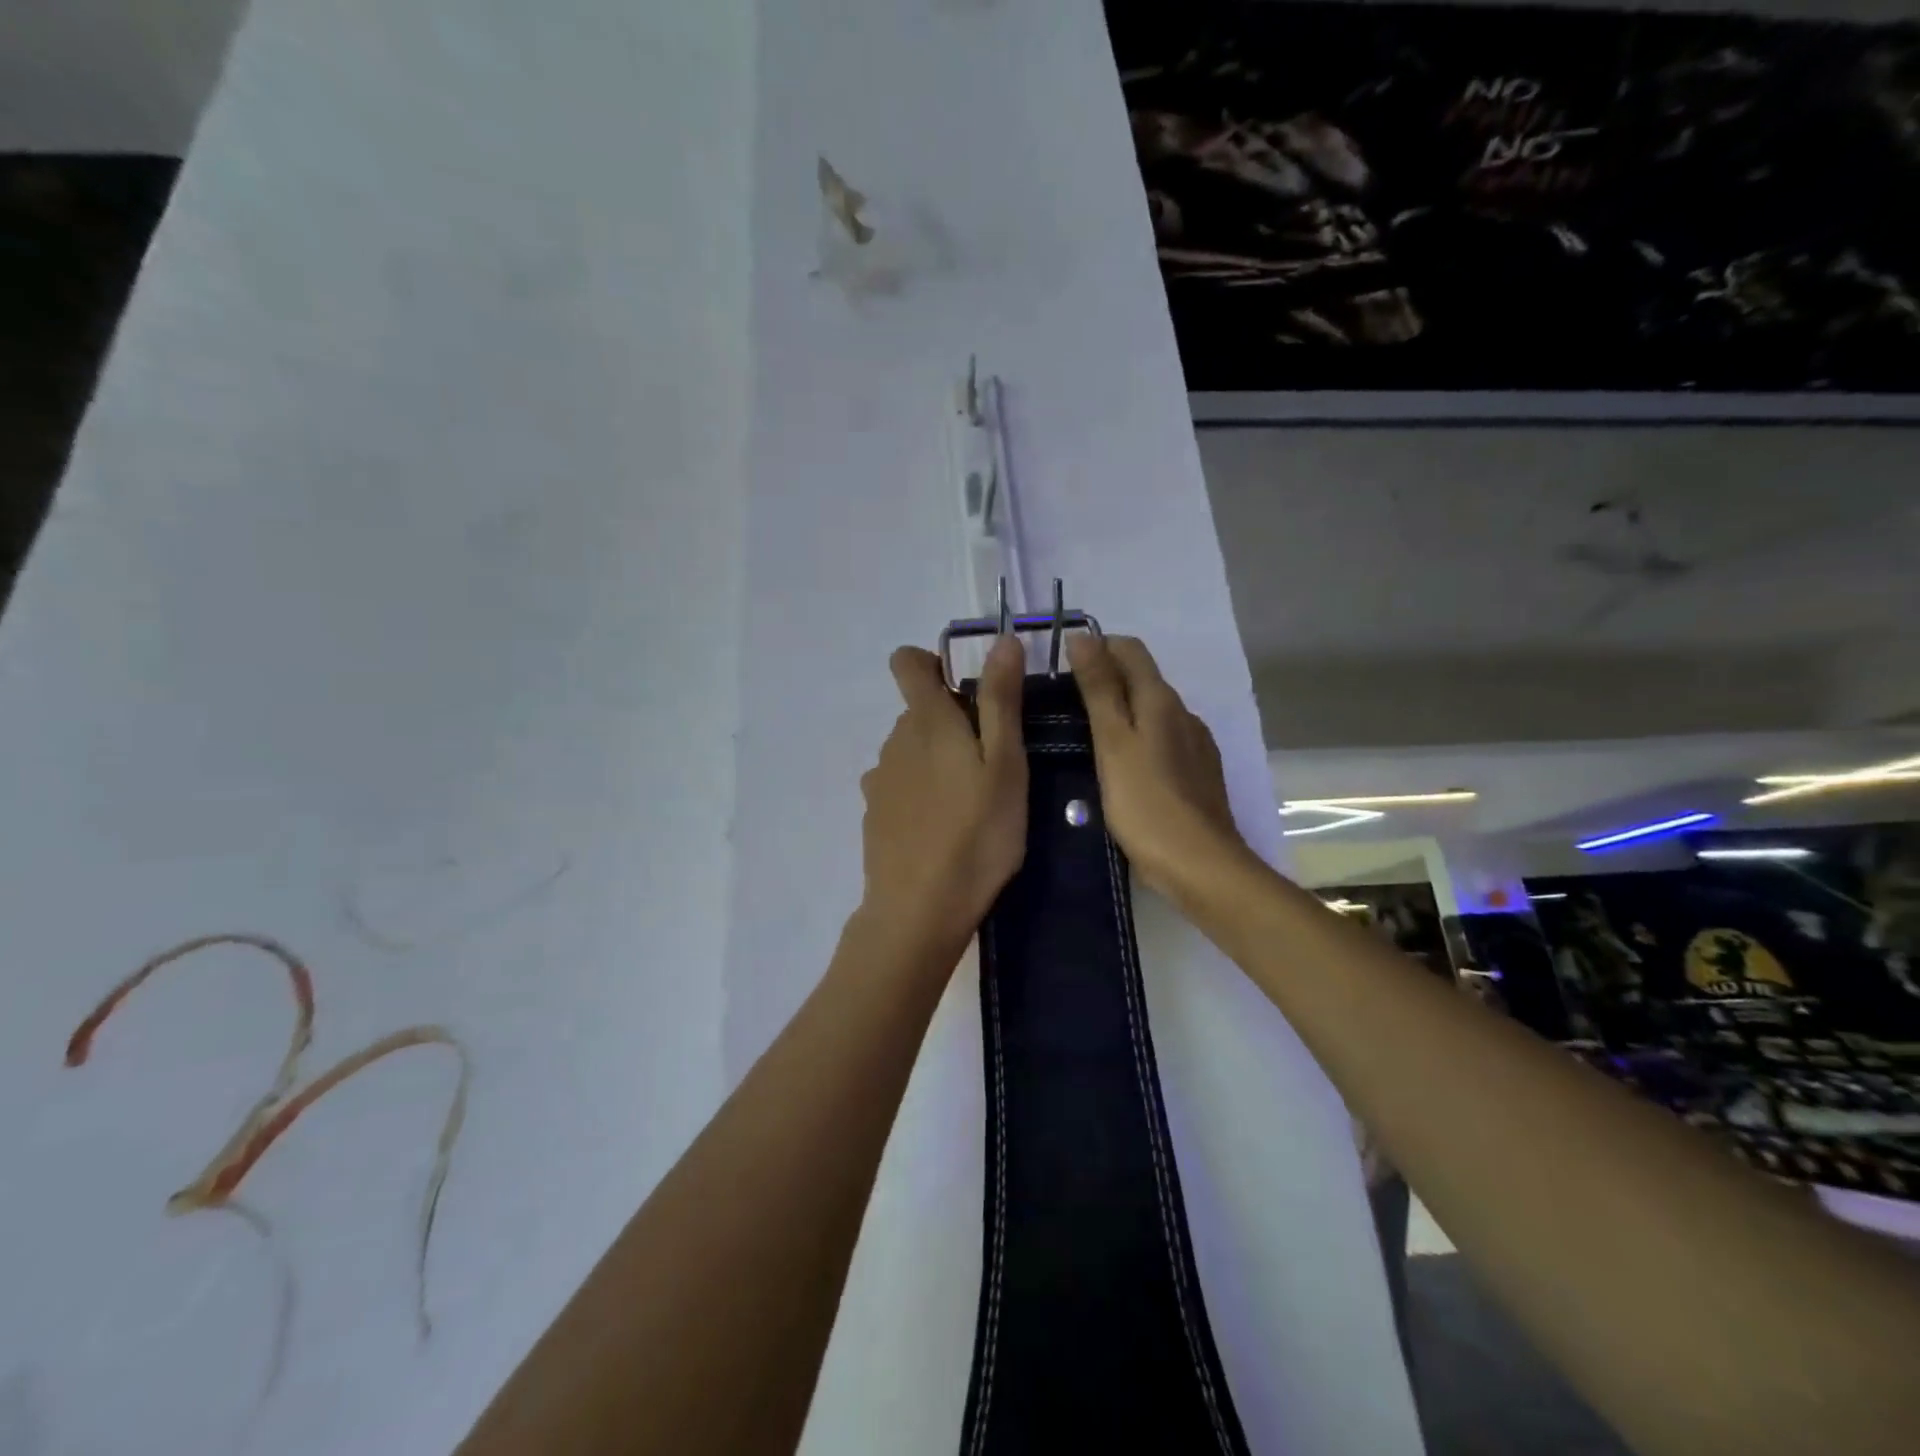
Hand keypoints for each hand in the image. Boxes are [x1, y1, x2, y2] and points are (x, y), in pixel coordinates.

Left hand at [858, 638, 1027, 953]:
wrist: (919, 910)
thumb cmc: (977, 834)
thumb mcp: (1005, 765)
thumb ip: (1001, 701)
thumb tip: (1002, 640)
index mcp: (926, 721)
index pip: (907, 662)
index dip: (934, 664)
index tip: (968, 690)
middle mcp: (894, 741)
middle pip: (919, 711)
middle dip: (952, 722)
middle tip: (993, 762)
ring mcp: (879, 780)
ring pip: (911, 750)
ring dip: (937, 760)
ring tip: (972, 802)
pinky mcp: (874, 815)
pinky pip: (900, 786)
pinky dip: (921, 793)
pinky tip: (943, 828)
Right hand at [1067, 634, 1252, 904]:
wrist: (1200, 865)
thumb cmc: (1146, 803)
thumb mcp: (1113, 742)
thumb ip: (1099, 689)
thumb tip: (1084, 637)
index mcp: (1161, 700)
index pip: (1130, 650)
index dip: (1097, 647)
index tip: (1062, 666)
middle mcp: (1183, 714)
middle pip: (1142, 679)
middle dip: (1105, 679)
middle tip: (1063, 702)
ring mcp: (1195, 745)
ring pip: (1152, 712)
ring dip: (1121, 711)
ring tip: (1085, 734)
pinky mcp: (1197, 774)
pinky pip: (1162, 741)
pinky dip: (1138, 739)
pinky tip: (1120, 766)